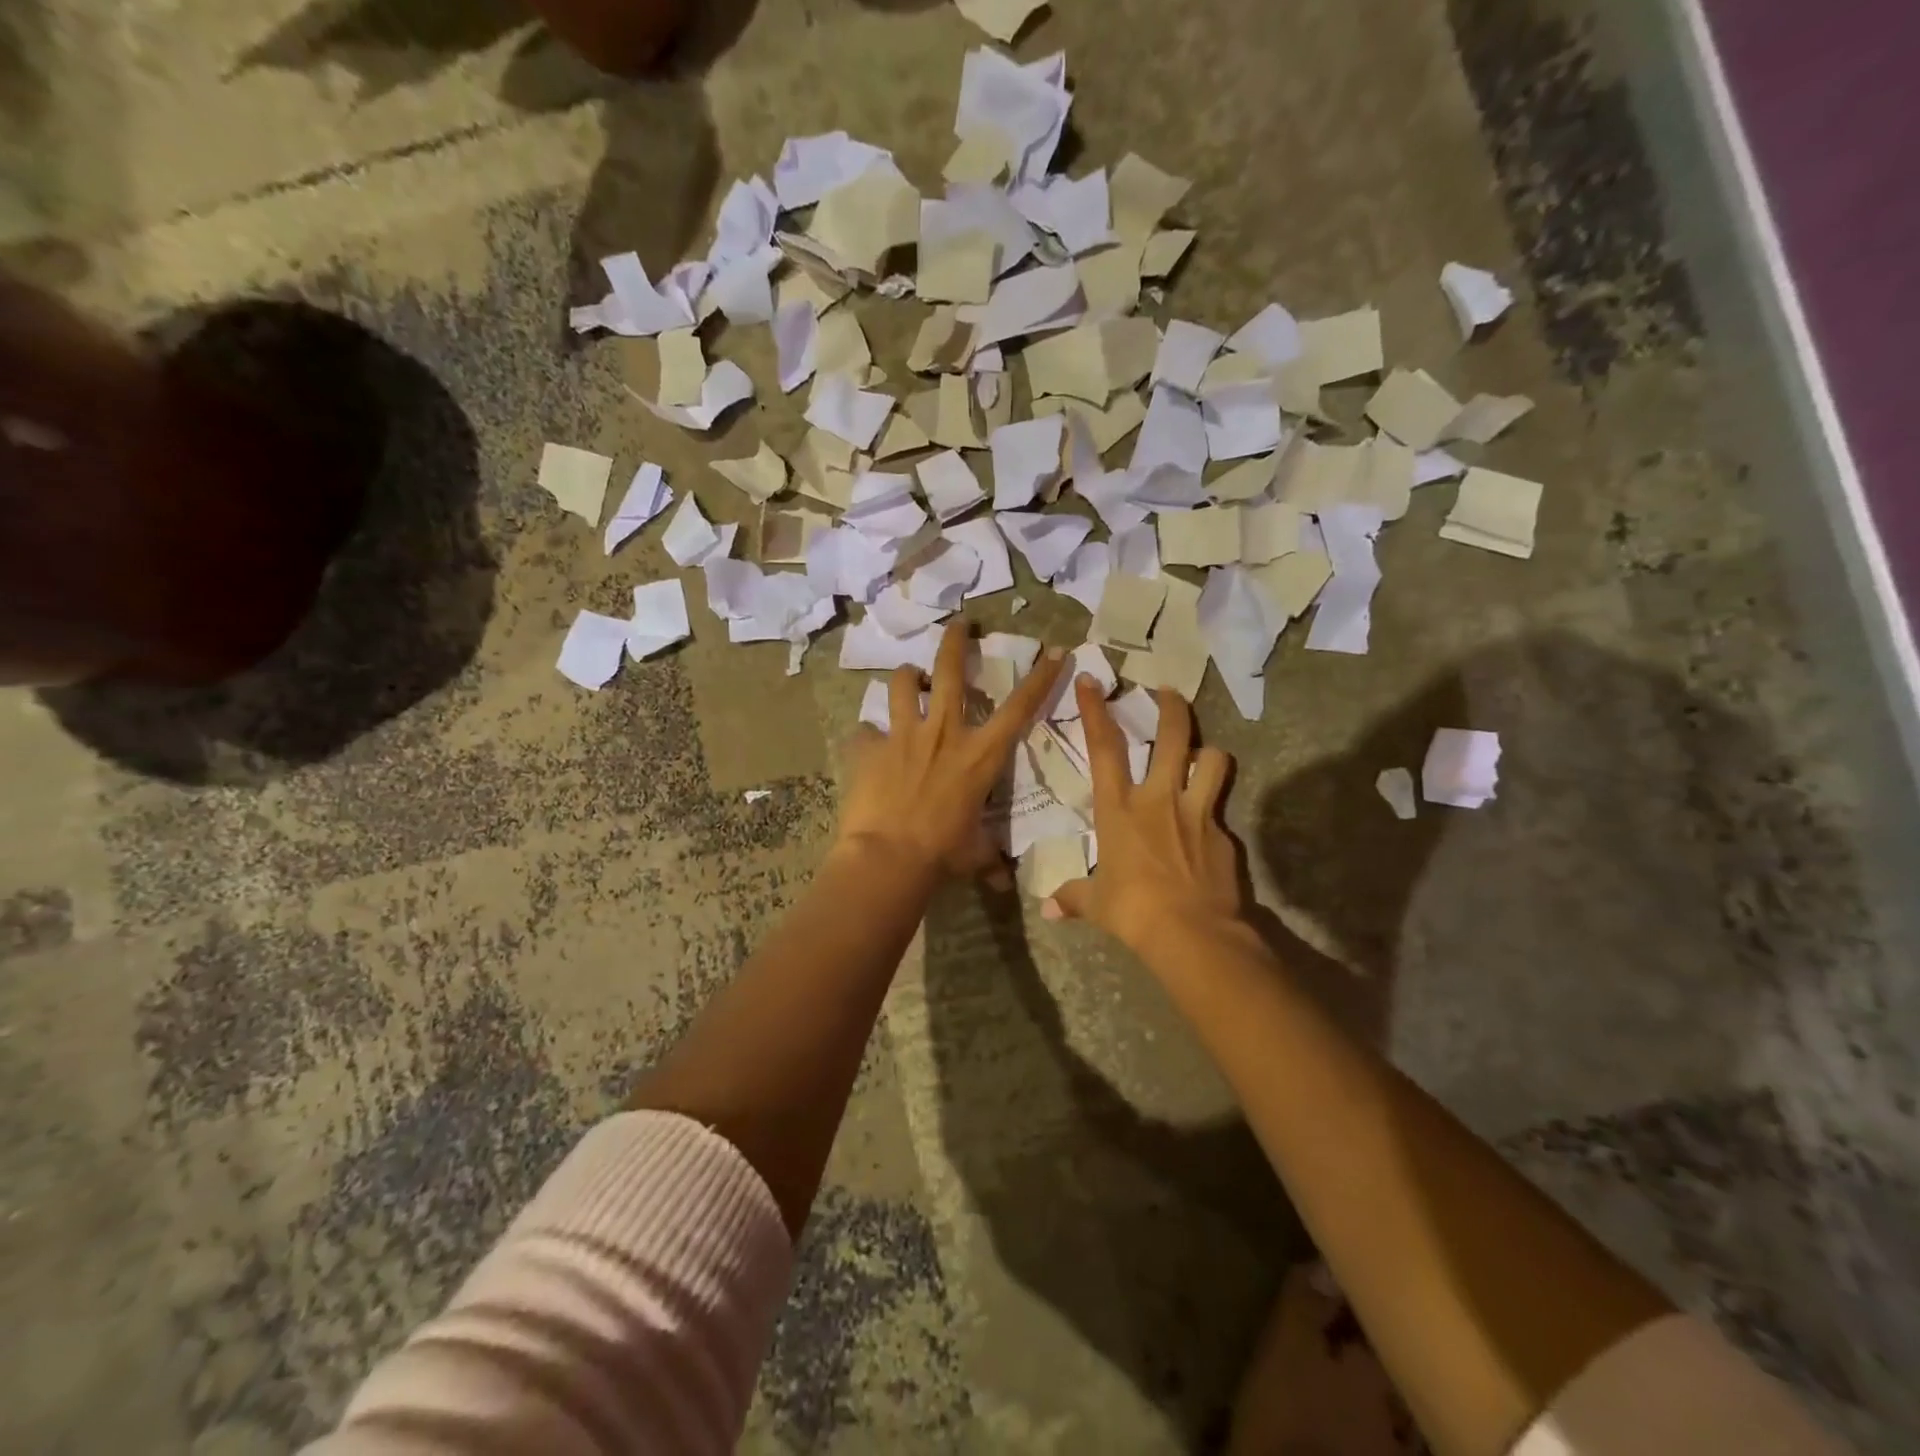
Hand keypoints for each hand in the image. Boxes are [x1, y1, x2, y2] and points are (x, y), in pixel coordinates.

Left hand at [836, 619, 1065, 879]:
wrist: (889, 858)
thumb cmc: (942, 854)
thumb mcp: (974, 853)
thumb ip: (988, 858)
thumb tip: (999, 880)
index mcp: (980, 755)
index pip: (1020, 708)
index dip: (1040, 677)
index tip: (1054, 651)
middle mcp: (944, 732)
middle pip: (949, 670)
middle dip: (957, 640)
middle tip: (960, 624)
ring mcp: (903, 735)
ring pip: (902, 684)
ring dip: (907, 677)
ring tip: (908, 680)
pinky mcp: (870, 747)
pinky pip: (865, 731)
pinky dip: (868, 736)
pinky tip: (868, 745)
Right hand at [1044, 678, 1245, 953]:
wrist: (1191, 933)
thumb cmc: (1133, 911)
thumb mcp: (1096, 904)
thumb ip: (1074, 897)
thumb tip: (1049, 909)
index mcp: (1120, 808)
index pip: (1104, 748)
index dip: (1096, 710)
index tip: (1091, 680)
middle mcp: (1159, 799)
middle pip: (1172, 736)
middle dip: (1172, 708)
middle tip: (1169, 692)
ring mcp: (1197, 812)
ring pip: (1214, 760)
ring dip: (1209, 753)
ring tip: (1204, 756)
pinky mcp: (1224, 834)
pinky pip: (1220, 809)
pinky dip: (1213, 811)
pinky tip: (1208, 830)